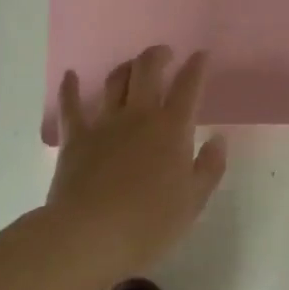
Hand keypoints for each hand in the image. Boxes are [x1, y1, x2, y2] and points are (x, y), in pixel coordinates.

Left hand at [47, 46, 227, 277]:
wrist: (90, 236)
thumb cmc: (148, 223)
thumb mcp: (193, 201)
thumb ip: (209, 167)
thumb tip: (218, 139)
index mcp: (172, 128)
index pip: (188, 86)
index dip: (196, 66)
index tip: (201, 54)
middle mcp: (139, 115)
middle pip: (148, 70)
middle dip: (158, 55)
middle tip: (165, 54)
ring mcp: (104, 123)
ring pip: (115, 81)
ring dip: (126, 67)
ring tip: (132, 66)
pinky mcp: (75, 138)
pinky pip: (71, 106)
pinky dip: (70, 88)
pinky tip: (70, 76)